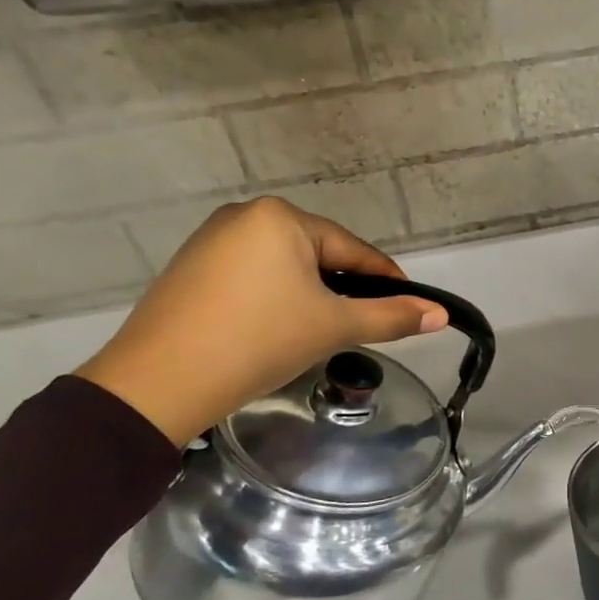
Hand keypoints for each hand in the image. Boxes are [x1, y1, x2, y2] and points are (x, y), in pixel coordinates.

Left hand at [76, 197, 446, 445]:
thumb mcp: (333, 327)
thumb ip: (391, 317)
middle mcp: (244, 215)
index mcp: (281, 217)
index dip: (385, 280)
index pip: (352, 250)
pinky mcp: (190, 268)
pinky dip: (273, 298)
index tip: (410, 306)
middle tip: (360, 326)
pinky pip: (251, 276)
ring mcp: (211, 240)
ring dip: (309, 295)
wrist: (157, 383)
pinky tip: (274, 329)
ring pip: (284, 266)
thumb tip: (440, 314)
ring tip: (319, 332)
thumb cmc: (259, 341)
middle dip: (342, 289)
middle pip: (317, 255)